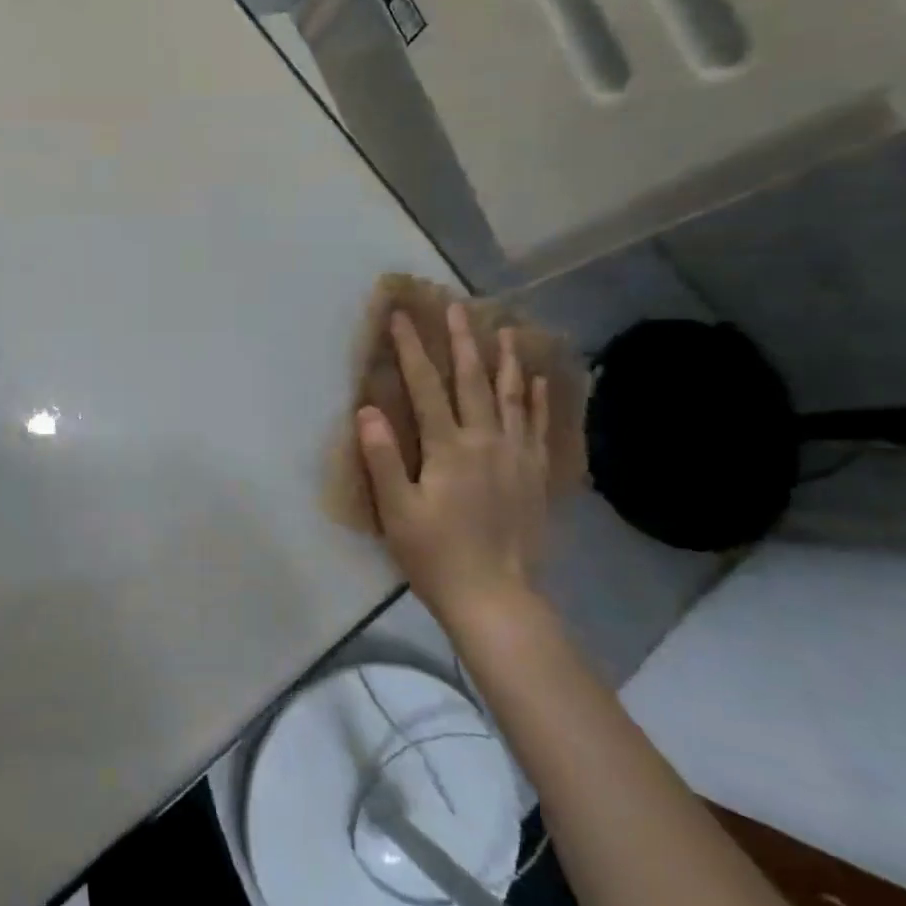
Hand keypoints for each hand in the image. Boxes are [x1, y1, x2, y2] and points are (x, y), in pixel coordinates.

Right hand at [357, 306, 552, 624]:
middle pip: (472, 381)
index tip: (401, 318)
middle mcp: (486, 441)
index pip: (426, 387)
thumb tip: (367, 410)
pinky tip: (538, 379)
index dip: (411, 351)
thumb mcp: (397, 511)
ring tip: (506, 329)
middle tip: (455, 307)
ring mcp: (516, 455)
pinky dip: (538, 398)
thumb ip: (382, 458)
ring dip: (506, 360)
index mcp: (448, 448)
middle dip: (461, 341)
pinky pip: (537, 425)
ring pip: (512, 396)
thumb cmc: (436, 556)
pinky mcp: (534, 473)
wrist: (497, 598)